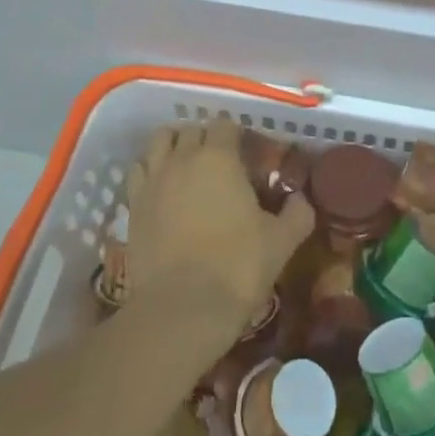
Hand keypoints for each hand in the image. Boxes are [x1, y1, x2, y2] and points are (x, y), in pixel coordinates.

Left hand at [126, 118, 314, 333]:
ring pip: (160, 141)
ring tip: (187, 164)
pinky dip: (150, 169)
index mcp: (220, 157)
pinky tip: (162, 186)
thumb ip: (297, 213)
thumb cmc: (237, 267)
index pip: (226, 125)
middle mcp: (183, 157)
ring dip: (174, 144)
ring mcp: (154, 179)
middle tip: (221, 162)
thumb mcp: (281, 241)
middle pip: (192, 129)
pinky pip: (139, 170)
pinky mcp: (133, 205)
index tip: (248, 154)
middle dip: (206, 138)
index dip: (238, 135)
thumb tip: (301, 199)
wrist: (182, 310)